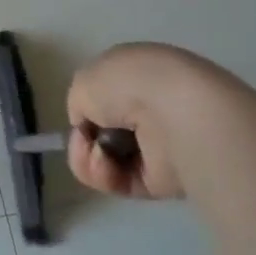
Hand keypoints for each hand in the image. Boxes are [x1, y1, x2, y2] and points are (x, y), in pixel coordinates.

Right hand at [64, 42, 191, 200]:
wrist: (175, 115)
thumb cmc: (127, 84)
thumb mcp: (84, 80)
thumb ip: (80, 102)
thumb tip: (90, 123)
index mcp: (138, 73)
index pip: (105, 94)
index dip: (86, 105)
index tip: (80, 113)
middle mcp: (149, 107)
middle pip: (101, 131)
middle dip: (83, 138)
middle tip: (84, 139)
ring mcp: (156, 144)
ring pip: (104, 159)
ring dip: (88, 158)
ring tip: (96, 153)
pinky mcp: (160, 179)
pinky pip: (118, 181)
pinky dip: (105, 175)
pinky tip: (106, 164)